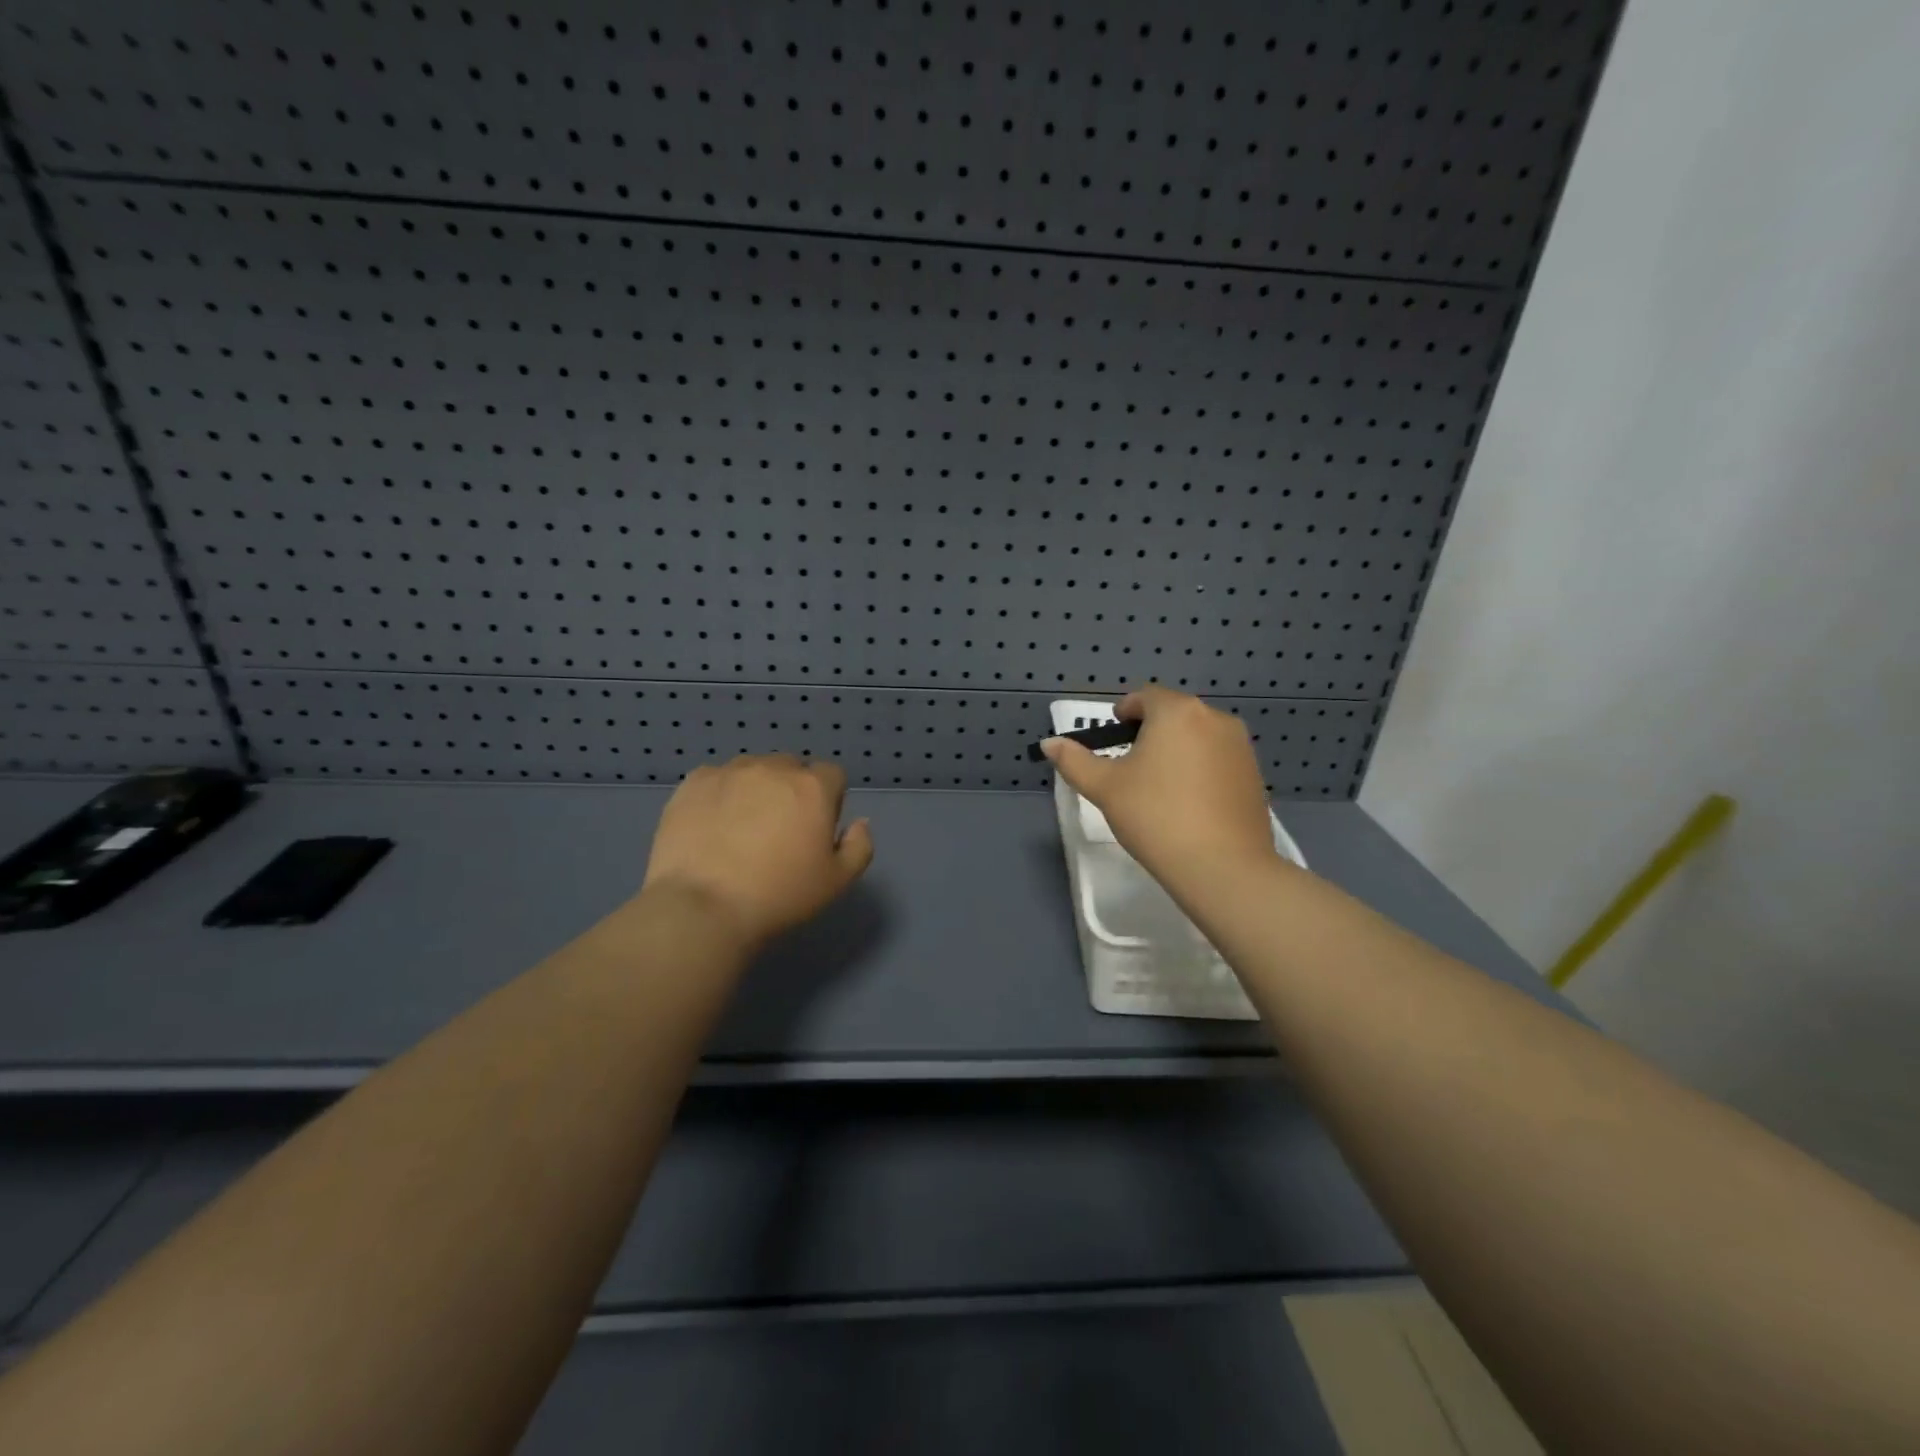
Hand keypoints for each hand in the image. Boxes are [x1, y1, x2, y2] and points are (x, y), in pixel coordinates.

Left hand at [640, 755, 873, 949]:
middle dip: (791, 791)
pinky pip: (717, 779)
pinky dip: (720, 795)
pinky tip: (711, 827)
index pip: (832, 775)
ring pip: (752, 770)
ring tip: (740, 829)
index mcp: (813, 787)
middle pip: (791, 769)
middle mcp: (773, 768)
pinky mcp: (694, 782)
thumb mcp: (837, 882)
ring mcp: (730, 772)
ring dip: (755, 789)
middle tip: (778, 832)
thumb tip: (858, 823)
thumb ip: (859, 846)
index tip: (813, 831)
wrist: (702, 906)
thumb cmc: (778, 895)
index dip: (828, 801)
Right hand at [1042, 686, 1274, 886]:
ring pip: (1197, 737)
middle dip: (1150, 733)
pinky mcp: (1255, 774)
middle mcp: (1214, 718)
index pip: (1144, 697)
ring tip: (1159, 789)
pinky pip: (1218, 760)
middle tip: (1130, 768)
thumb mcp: (1104, 788)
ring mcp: (1240, 746)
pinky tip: (1189, 804)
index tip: (1112, 740)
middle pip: (1173, 714)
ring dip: (1176, 750)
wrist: (1223, 867)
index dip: (1123, 714)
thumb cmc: (1155, 817)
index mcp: (1177, 712)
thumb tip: (1049, 743)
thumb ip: (1074, 760)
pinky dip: (1200, 770)